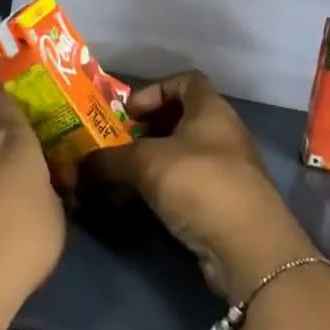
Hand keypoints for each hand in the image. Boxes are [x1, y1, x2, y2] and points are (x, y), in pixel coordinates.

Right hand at [89, 71, 314, 302]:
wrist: (250, 249)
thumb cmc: (200, 184)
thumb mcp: (146, 164)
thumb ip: (110, 160)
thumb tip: (78, 165)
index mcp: (211, 110)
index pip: (185, 80)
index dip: (155, 89)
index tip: (129, 111)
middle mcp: (224, 134)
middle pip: (182, 120)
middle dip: (147, 131)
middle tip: (118, 145)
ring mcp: (229, 171)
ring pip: (184, 156)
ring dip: (153, 164)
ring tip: (122, 177)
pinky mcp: (226, 206)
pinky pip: (189, 187)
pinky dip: (165, 191)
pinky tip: (141, 205)